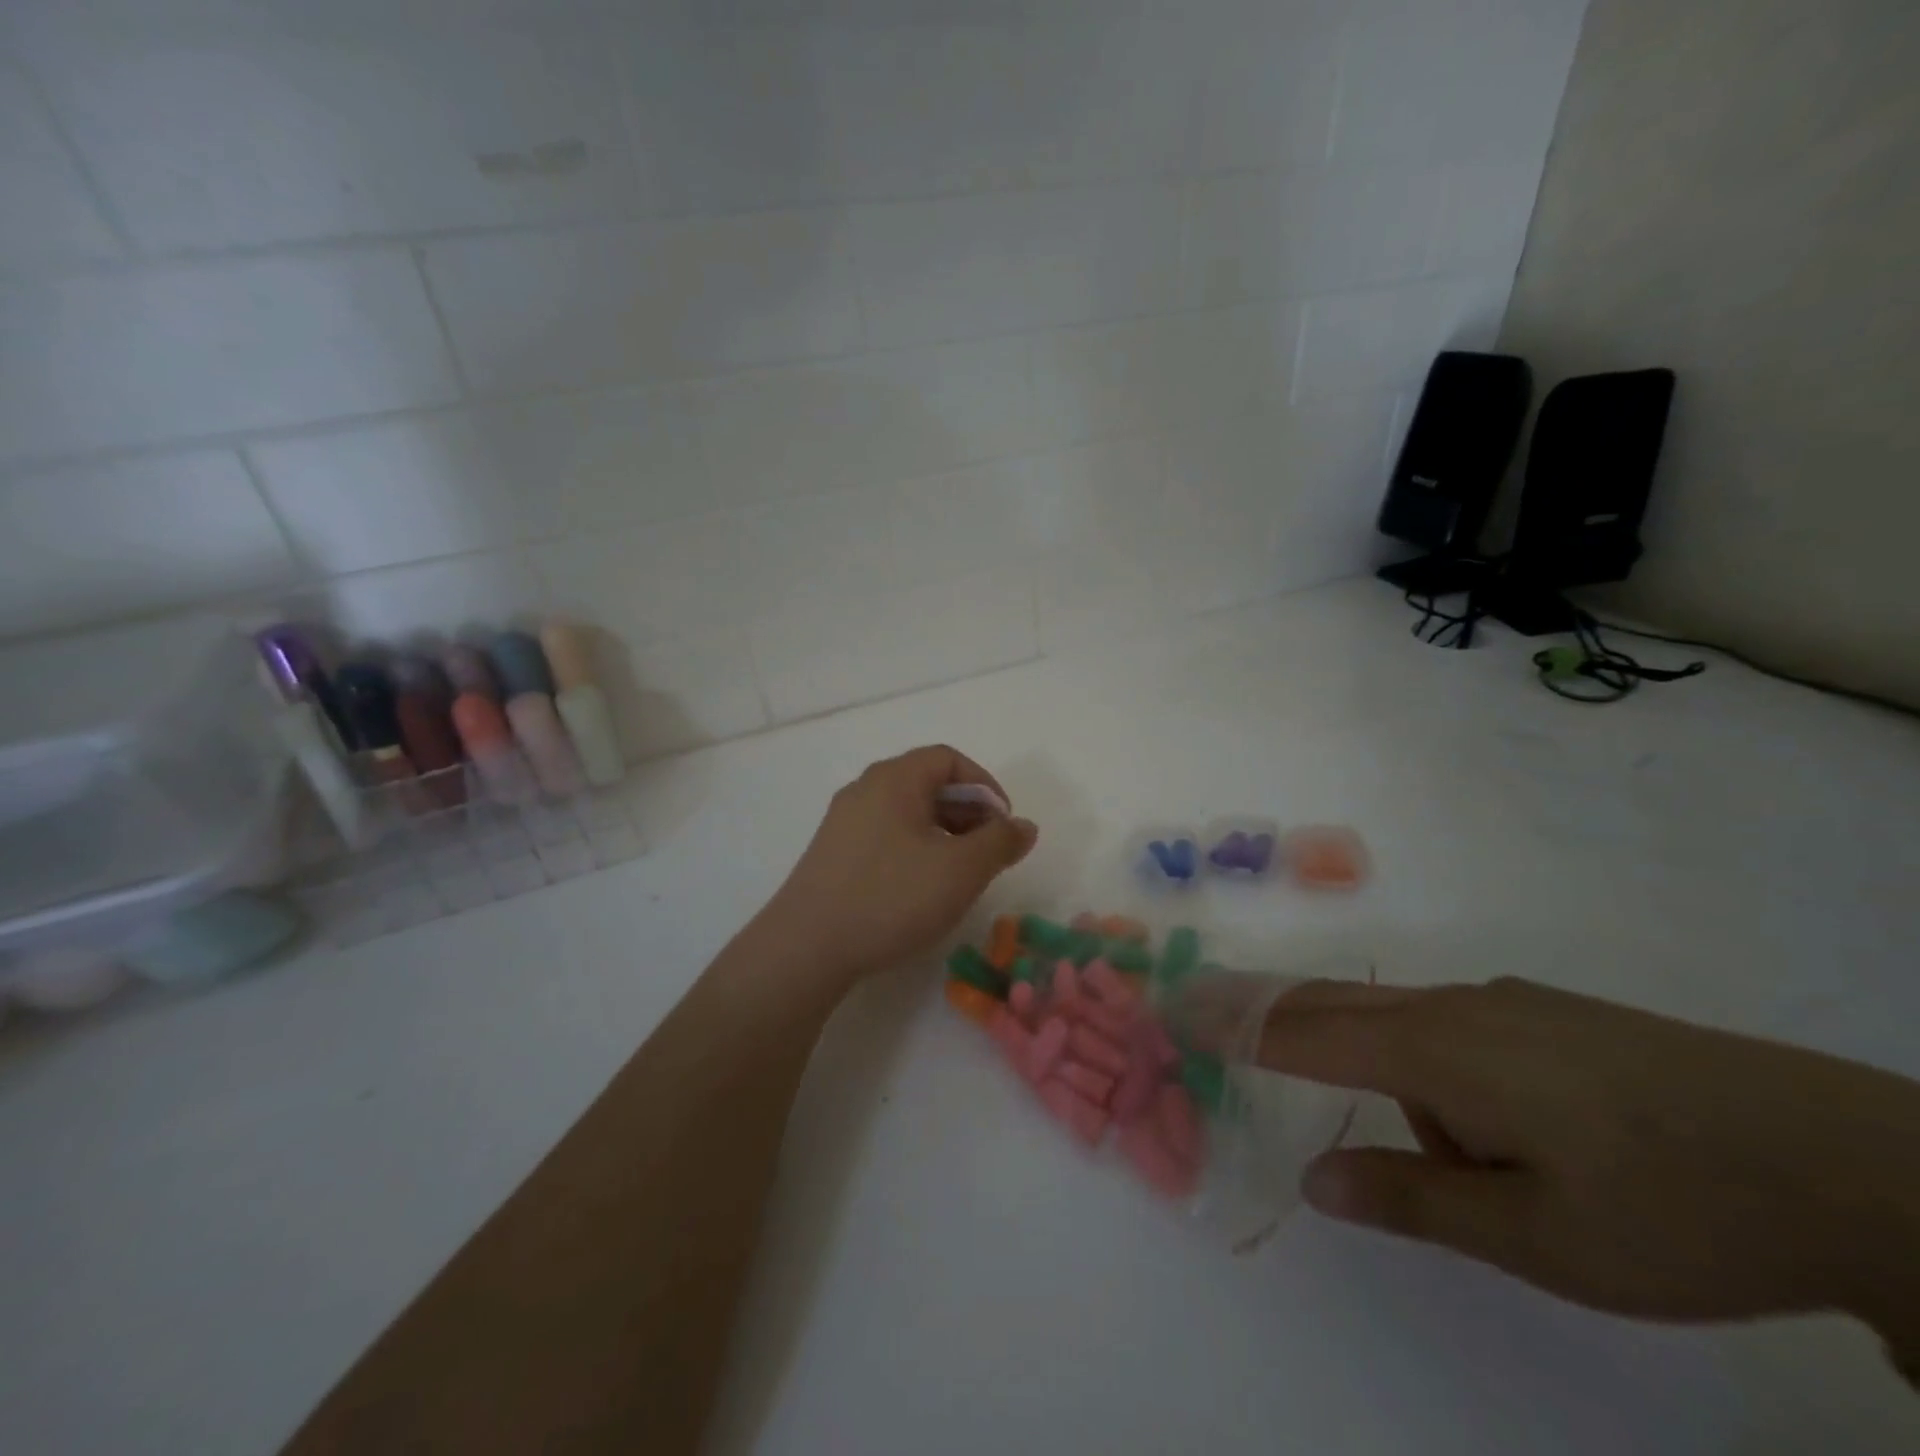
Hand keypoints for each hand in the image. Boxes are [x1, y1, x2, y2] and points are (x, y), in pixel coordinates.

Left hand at [759, 745, 1036, 987]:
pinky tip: (920, 888)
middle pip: (927, 783)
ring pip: (906, 812)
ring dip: (942, 833)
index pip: (948, 759)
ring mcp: (843, 821)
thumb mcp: (960, 870)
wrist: (806, 947)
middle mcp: (865, 789)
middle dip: (967, 812)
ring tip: (959, 873)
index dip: (985, 785)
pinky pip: (884, 835)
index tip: (1004, 824)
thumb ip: (999, 842)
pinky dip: (914, 849)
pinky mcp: (831, 854)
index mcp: (894, 778)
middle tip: (988, 851)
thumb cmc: (891, 897)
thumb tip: (1023, 826)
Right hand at [1260, 977, 1919, 1361]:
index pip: (1305, 1032)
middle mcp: (1455, 1008)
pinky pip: (1449, 1026)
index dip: (1237, 1022)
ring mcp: (1503, 1003)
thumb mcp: (1537, 1235)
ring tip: (1468, 1163)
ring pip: (1399, 1022)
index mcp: (1437, 1052)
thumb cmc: (1669, 1205)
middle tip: (1208, 1005)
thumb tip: (1317, 1176)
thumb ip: (1413, 1197)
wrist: (1841, 1157)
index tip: (1178, 1005)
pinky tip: (1493, 1121)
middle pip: (1333, 1001)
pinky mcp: (1543, 1014)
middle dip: (1265, 1005)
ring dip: (1376, 1065)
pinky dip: (1422, 1060)